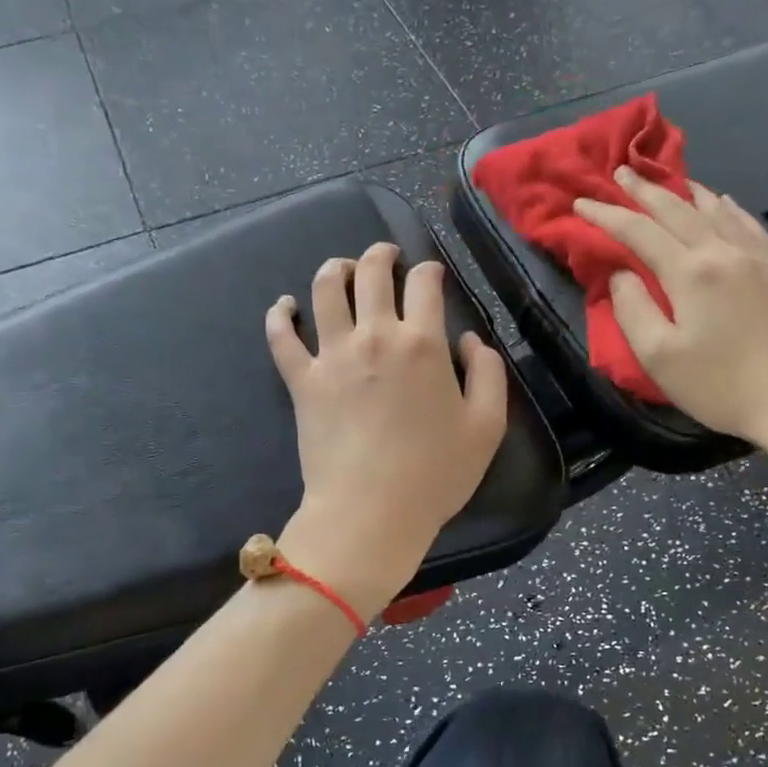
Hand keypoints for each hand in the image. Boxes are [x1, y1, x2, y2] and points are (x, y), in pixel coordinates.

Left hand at [265, 242, 509, 613]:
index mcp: (422, 343)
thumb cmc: (435, 474)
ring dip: (335, 269)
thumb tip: (470, 340)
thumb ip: (487, 373)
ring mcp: (332, 355)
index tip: (431, 274)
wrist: (371, 511)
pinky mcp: (302, 380)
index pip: (424, 284)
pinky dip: (280, 315)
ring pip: (325, 290)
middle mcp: (375, 335)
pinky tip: (285, 305)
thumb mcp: (487, 426)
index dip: (429, 270)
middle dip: (381, 254)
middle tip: (386, 255)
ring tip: (342, 268)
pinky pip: (282, 337)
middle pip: (372, 273)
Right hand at [574, 168, 767, 479]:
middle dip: (643, 190)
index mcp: (689, 272)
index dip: (606, 214)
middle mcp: (723, 252)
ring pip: (715, 209)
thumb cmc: (720, 385)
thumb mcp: (659, 357)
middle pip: (676, 210)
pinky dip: (726, 207)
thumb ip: (632, 310)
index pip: (638, 231)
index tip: (581, 201)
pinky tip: (722, 203)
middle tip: (621, 172)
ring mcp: (757, 257)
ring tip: (667, 180)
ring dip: (684, 192)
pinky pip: (747, 223)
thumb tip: (621, 274)